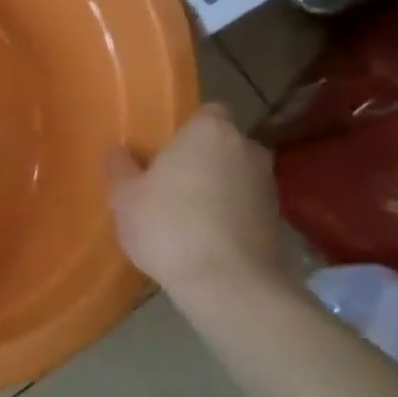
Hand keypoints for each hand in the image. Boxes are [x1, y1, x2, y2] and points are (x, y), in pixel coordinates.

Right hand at [106, 102, 286, 298]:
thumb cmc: (169, 226)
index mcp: (210, 131)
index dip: (185, 130)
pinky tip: (205, 243)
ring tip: (185, 219)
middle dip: (201, 161)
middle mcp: (247, 148)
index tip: (163, 152)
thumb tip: (118, 152)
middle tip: (168, 186)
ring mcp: (269, 186)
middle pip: (222, 146)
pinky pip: (245, 208)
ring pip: (235, 178)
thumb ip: (119, 168)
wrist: (229, 284)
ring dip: (216, 191)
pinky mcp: (279, 222)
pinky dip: (229, 218)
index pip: (206, 112)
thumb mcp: (124, 197)